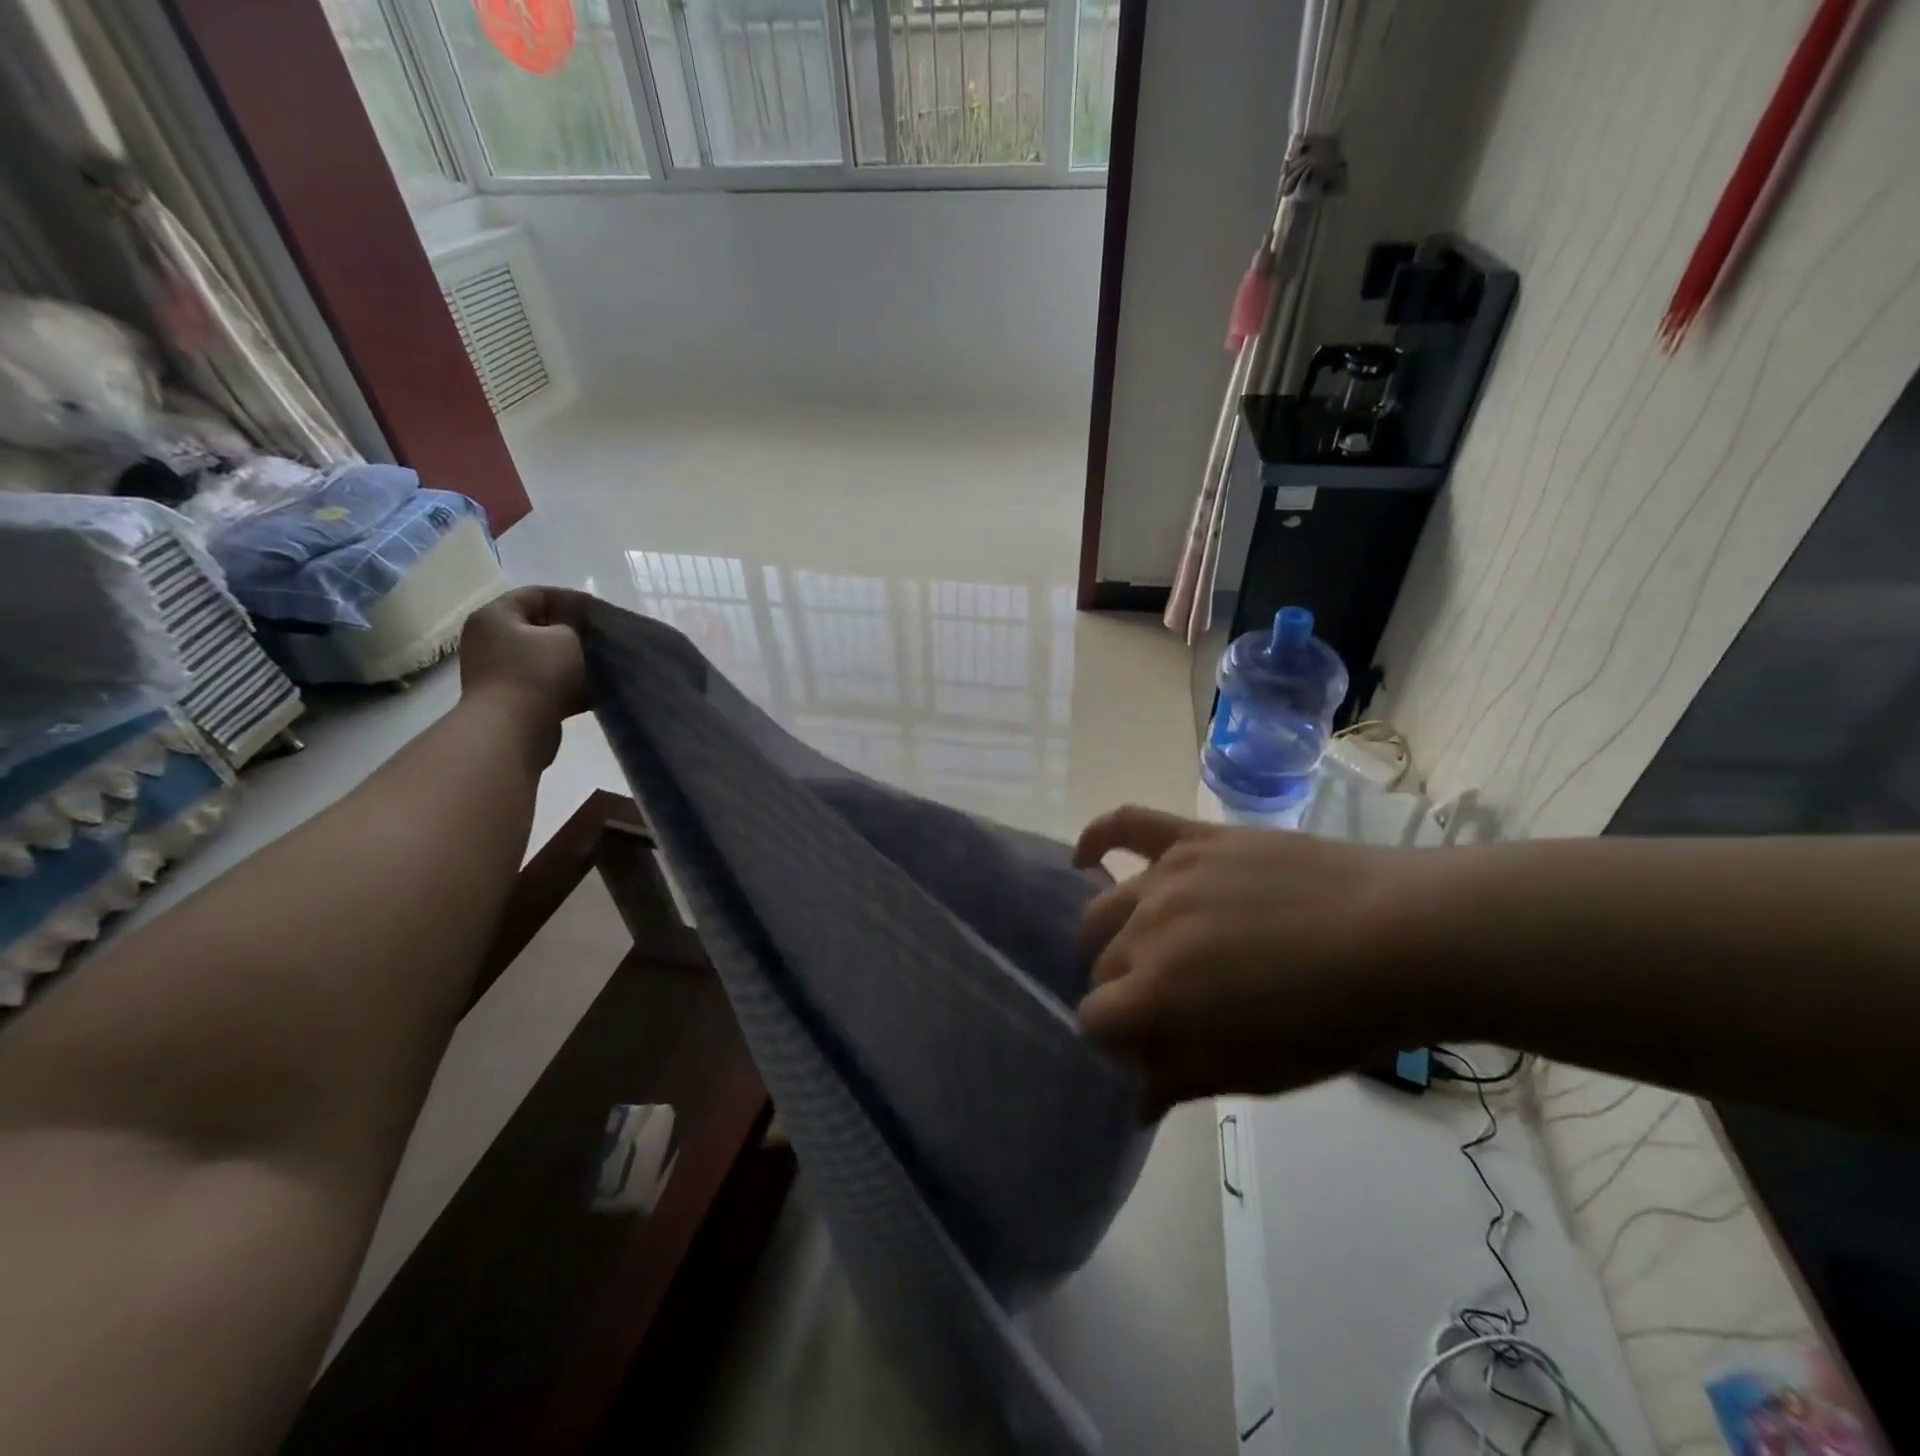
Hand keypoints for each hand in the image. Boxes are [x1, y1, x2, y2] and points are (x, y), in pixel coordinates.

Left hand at [459, 587, 589, 744]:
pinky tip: (593, 689)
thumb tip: (573, 623)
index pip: (536, 594)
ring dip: (571, 660)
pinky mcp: (512, 697)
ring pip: (543, 657)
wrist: (512, 730)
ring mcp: (498, 670)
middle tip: (601, 637)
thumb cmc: (536, 673)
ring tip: (601, 663)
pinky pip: (544, 683)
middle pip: (538, 626)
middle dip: (572, 631)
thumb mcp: (565, 637)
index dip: (570, 598)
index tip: (599, 611)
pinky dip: (566, 684)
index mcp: (496, 616)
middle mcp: (490, 639)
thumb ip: (573, 623)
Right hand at [1073, 806, 1416, 1117]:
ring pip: (1105, 909)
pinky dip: (1098, 838)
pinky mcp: (1192, 839)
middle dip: (1124, 992)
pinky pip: (1128, 824)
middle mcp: (1145, 930)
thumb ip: (1182, 1080)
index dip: (1115, 1040)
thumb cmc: (1332, 1021)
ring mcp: (1167, 877)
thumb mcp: (1256, 1071)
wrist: (1397, 939)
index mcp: (1156, 994)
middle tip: (1168, 1004)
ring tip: (1148, 950)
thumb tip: (1134, 1102)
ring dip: (1114, 936)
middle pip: (1102, 965)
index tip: (1147, 1048)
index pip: (1094, 1019)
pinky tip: (1086, 857)